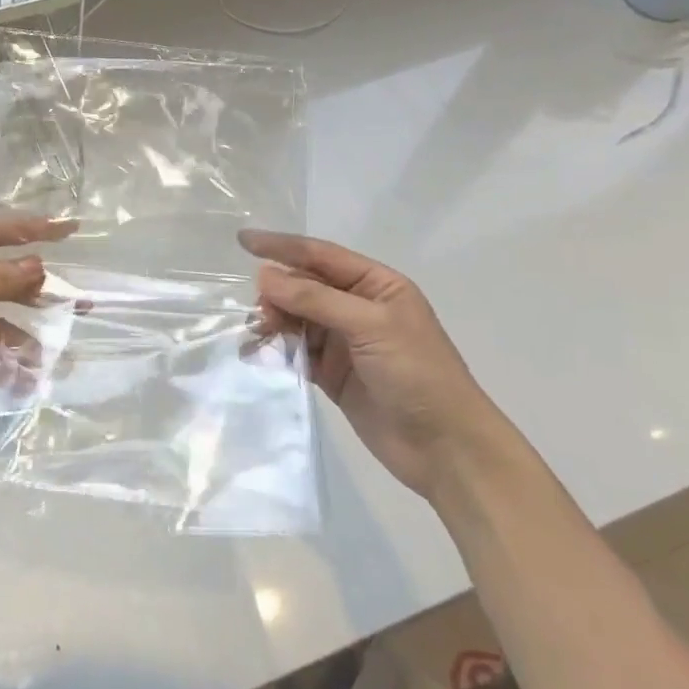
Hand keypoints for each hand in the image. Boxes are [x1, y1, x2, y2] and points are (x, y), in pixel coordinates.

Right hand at [241, 230, 497, 500]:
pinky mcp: (332, 373)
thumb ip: (315, 299)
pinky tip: (257, 353)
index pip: (320, 255)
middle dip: (277, 292)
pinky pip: (296, 351)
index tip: (243, 240)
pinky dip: (277, 350)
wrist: (446, 448)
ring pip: (296, 319)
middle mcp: (358, 307)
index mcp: (376, 285)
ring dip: (274, 321)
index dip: (281, 246)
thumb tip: (264, 275)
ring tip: (257, 334)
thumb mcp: (369, 325)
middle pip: (304, 287)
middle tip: (259, 311)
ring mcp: (344, 342)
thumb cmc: (417, 373)